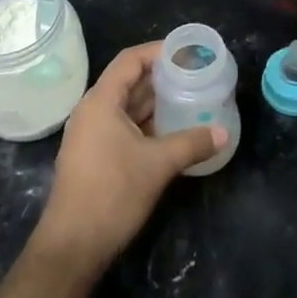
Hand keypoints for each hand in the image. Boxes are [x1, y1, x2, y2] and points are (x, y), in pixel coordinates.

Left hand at [32, 43, 226, 278]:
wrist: (73, 246)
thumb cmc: (112, 194)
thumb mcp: (158, 165)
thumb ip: (192, 143)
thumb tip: (224, 133)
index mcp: (100, 102)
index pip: (130, 60)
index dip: (158, 51)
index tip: (187, 52)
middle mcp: (92, 111)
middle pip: (128, 81)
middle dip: (161, 77)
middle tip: (195, 75)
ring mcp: (91, 135)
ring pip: (127, 106)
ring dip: (155, 102)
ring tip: (190, 98)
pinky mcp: (94, 156)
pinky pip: (123, 126)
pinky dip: (147, 123)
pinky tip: (172, 130)